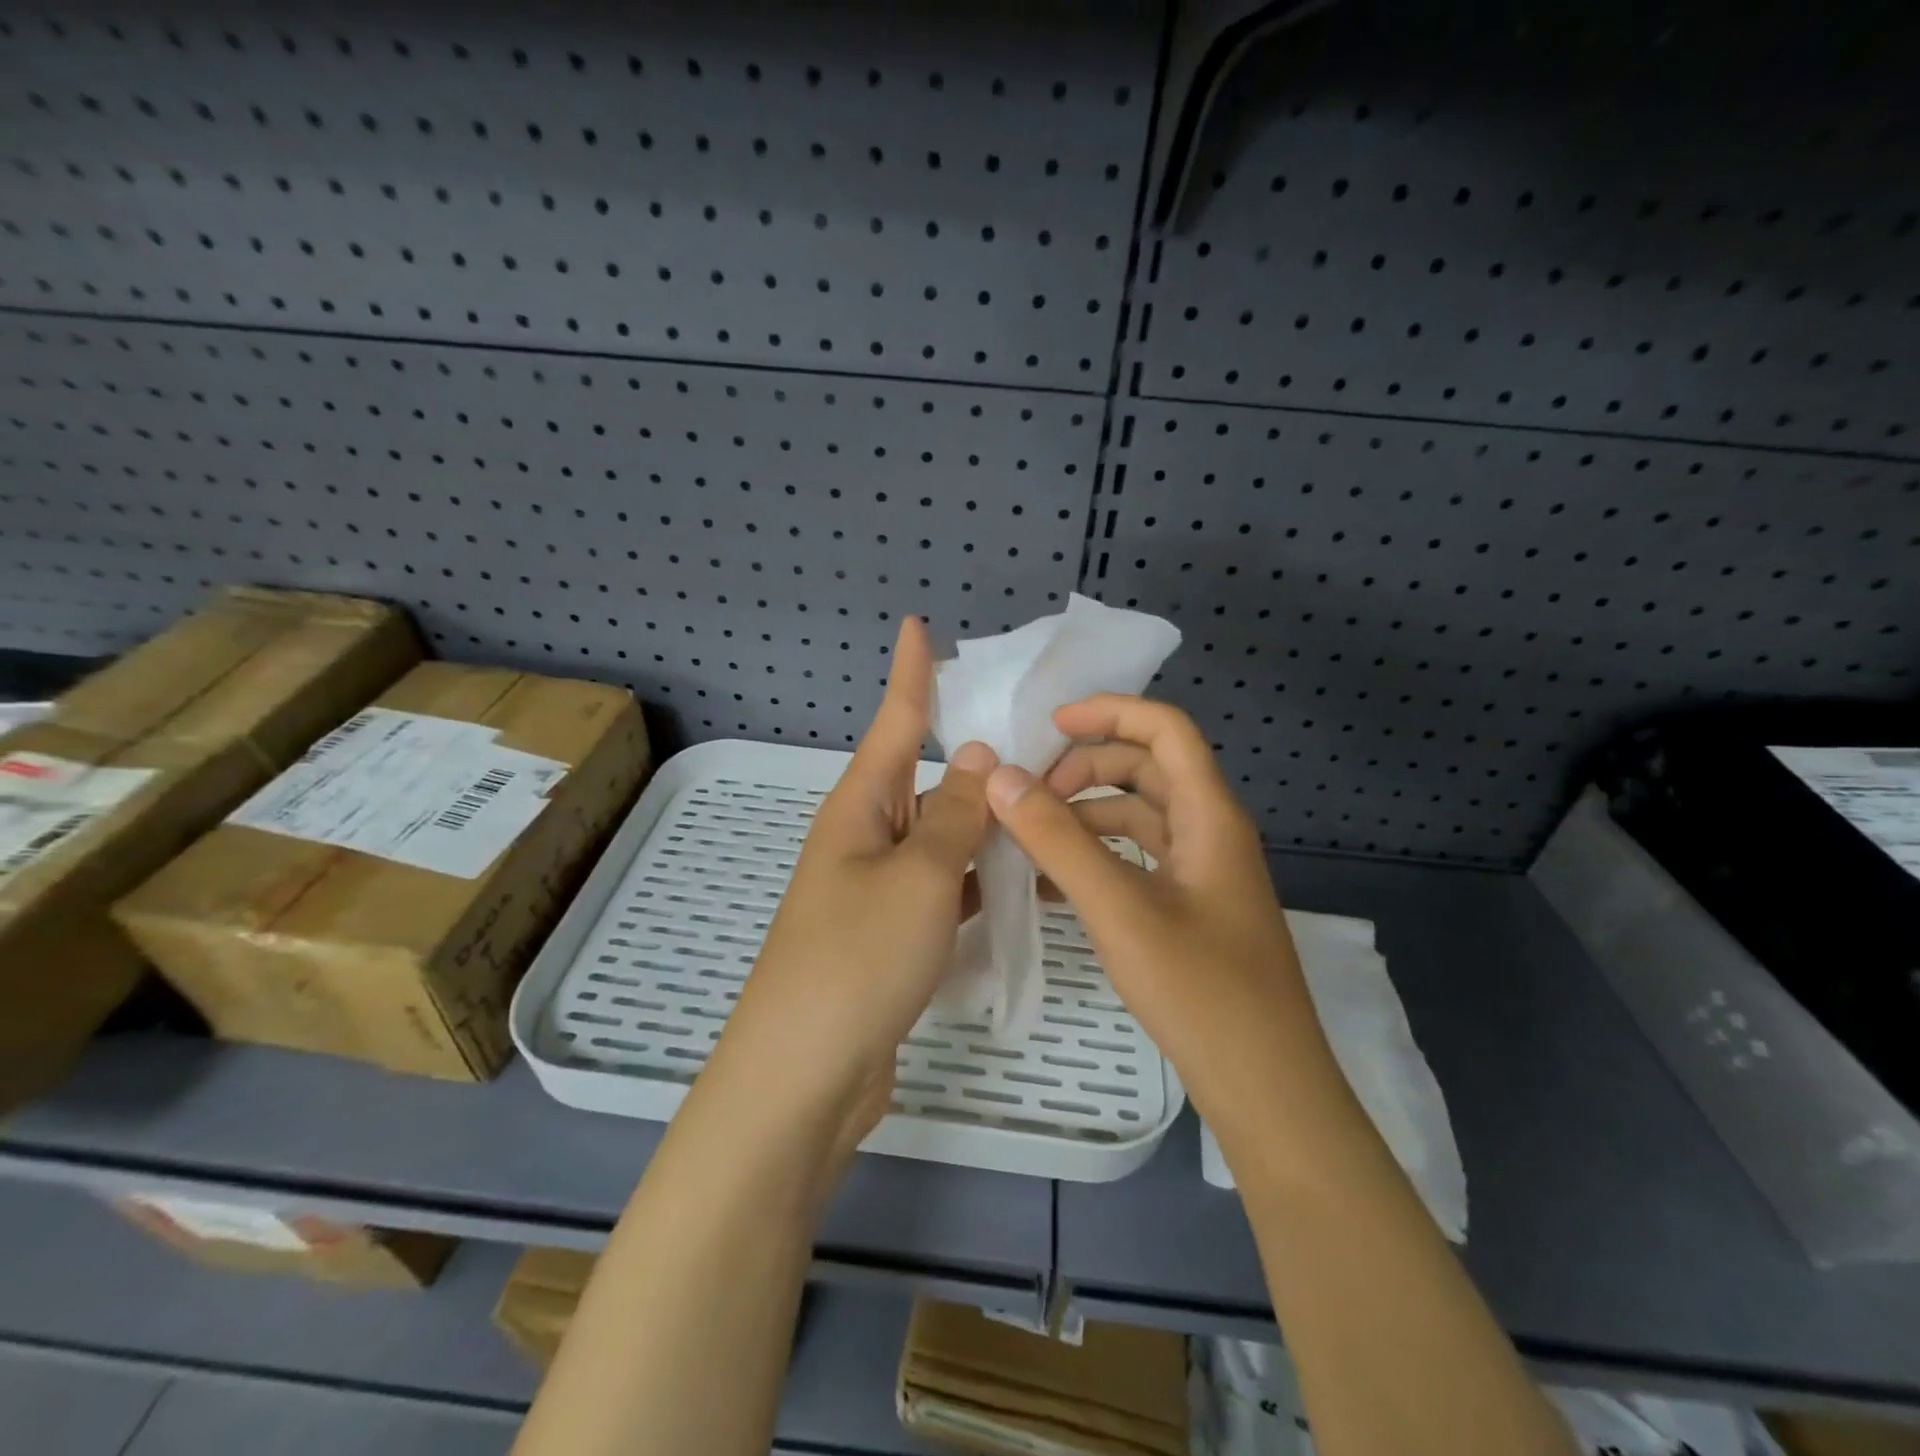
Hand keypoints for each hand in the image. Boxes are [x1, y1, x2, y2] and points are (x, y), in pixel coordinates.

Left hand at [704, 616, 997, 1190]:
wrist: (806, 1073)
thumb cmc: (857, 959)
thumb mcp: (917, 877)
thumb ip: (953, 816)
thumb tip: (973, 755)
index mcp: (860, 807)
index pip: (893, 721)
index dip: (910, 672)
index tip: (918, 624)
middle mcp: (866, 837)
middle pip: (926, 780)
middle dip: (973, 759)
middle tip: (1040, 738)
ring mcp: (880, 888)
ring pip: (942, 837)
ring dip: (984, 825)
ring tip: (1048, 805)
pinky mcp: (895, 932)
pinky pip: (945, 886)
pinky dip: (979, 879)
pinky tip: (1022, 879)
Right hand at [982, 695, 1336, 1137]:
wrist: (1267, 1090)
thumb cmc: (1200, 991)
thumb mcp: (1119, 910)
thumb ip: (1058, 841)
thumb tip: (1002, 778)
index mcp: (1209, 815)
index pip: (1165, 730)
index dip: (1110, 713)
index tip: (1049, 726)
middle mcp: (1210, 832)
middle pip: (1147, 769)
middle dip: (1086, 769)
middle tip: (1029, 794)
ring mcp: (1202, 874)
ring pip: (1138, 817)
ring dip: (1085, 816)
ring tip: (1028, 839)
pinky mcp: (1190, 909)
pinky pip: (1137, 861)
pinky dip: (1096, 858)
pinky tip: (1052, 886)